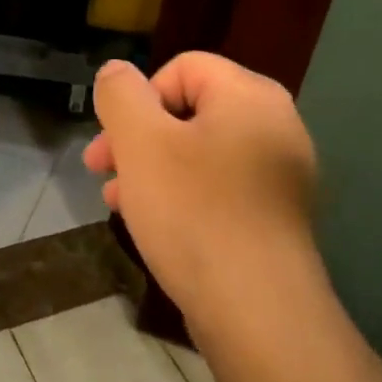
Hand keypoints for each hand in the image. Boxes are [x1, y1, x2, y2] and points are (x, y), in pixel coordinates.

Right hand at [86, 53, 320, 326]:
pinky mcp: (275, 216)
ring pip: (199, 152)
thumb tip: (117, 71)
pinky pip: (218, 187)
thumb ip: (121, 94)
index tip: (114, 140)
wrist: (258, 313)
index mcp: (249, 96)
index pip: (182, 67)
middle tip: (100, 169)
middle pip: (189, 110)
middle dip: (137, 137)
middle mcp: (275, 125)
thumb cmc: (194, 213)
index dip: (139, 97)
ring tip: (118, 202)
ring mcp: (280, 174)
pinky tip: (153, 225)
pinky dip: (182, 195)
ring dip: (151, 169)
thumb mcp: (140, 142)